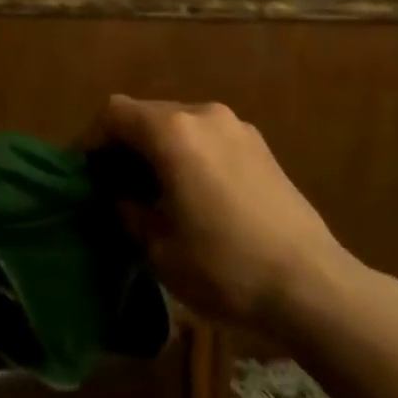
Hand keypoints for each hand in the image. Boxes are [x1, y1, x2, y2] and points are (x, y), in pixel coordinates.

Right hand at [104, 95, 352, 335]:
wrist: (312, 285)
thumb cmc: (224, 266)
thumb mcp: (158, 247)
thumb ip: (128, 211)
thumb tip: (120, 198)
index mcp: (173, 132)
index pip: (114, 113)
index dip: (91, 139)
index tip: (85, 174)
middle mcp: (204, 115)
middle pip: (147, 114)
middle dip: (125, 145)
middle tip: (115, 187)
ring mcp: (238, 127)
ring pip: (180, 125)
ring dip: (159, 150)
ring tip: (156, 193)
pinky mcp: (261, 147)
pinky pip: (209, 138)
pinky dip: (190, 155)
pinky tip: (195, 195)